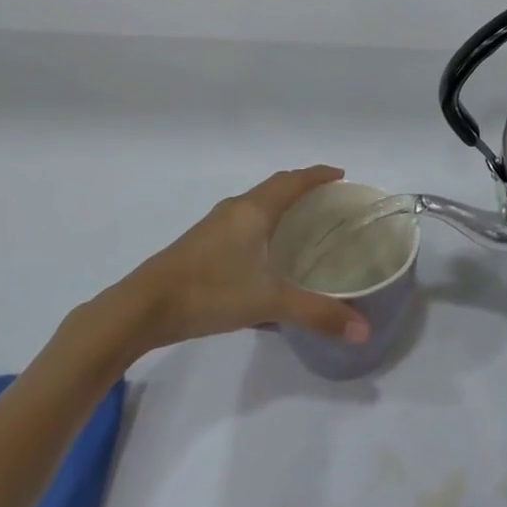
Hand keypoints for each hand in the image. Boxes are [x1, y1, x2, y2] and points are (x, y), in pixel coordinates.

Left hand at [112, 166, 370, 352]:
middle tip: (329, 200)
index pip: (293, 181)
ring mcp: (214, 226)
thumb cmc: (210, 291)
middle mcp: (235, 209)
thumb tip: (363, 330)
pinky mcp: (201, 244)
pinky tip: (265, 252)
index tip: (341, 175)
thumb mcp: (269, 302)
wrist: (142, 308)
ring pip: (256, 205)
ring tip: (303, 223)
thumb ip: (317, 313)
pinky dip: (263, 224)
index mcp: (254, 210)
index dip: (318, 175)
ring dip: (280, 206)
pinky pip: (242, 222)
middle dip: (302, 188)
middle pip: (275, 187)